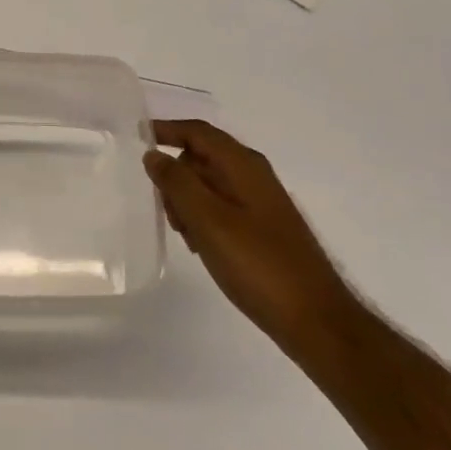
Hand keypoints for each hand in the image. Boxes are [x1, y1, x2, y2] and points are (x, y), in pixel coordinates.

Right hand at [144, 120, 359, 346]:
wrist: (314, 319)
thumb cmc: (258, 265)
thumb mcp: (208, 220)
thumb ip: (178, 183)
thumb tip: (154, 154)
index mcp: (243, 165)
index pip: (198, 132)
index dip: (166, 130)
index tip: (136, 138)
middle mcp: (253, 175)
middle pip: (201, 156)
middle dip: (175, 174)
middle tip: (162, 207)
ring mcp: (260, 202)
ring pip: (209, 184)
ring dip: (187, 200)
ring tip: (182, 232)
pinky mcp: (262, 227)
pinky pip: (221, 207)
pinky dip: (203, 217)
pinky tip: (199, 245)